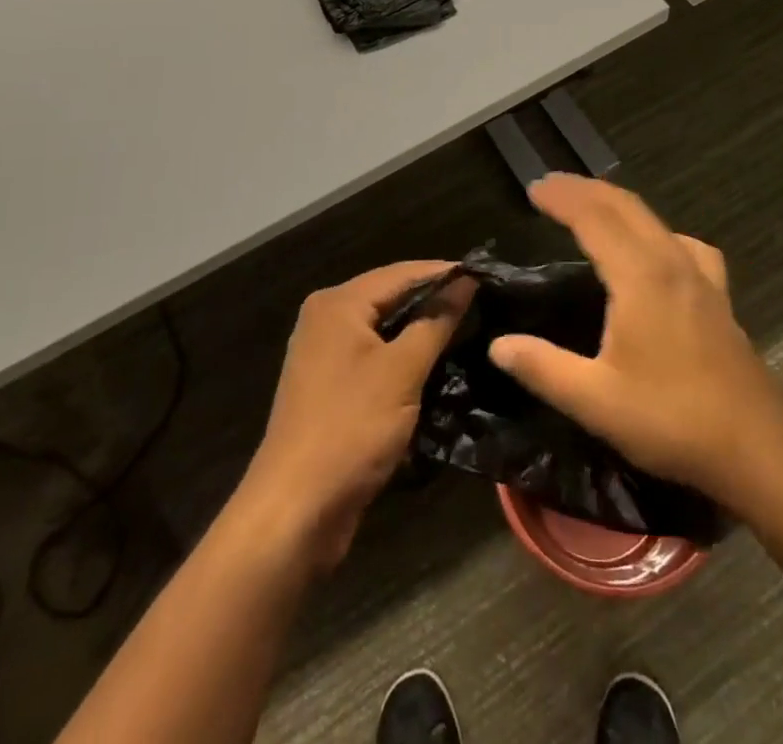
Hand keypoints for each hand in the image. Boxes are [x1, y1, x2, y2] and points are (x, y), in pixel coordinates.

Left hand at [235, 262, 472, 570]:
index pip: (402, 272)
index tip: (488, 276)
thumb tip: (466, 281)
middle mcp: (327, 319)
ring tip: (469, 329)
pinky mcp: (331, 388)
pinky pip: (375, 357)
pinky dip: (404, 357)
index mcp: (339, 304)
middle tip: (483, 302)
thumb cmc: (351, 427)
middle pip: (391, 297)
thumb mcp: (403, 370)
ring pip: (384, 329)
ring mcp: (325, 354)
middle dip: (434, 300)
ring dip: (421, 330)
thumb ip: (436, 321)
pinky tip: (436, 365)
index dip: (445, 272)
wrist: (295, 510)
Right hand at [488, 174, 782, 513]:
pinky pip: (682, 243)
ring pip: (654, 220)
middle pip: (625, 207)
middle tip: (550, 186)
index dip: (562, 198)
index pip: (594, 218)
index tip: (533, 188)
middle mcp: (672, 263)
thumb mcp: (596, 401)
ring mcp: (701, 277)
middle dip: (585, 189)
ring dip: (617, 204)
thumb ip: (543, 368)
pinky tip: (657, 251)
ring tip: (591, 207)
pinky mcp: (718, 296)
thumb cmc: (673, 420)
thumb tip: (498, 344)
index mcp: (641, 277)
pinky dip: (655, 230)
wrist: (759, 450)